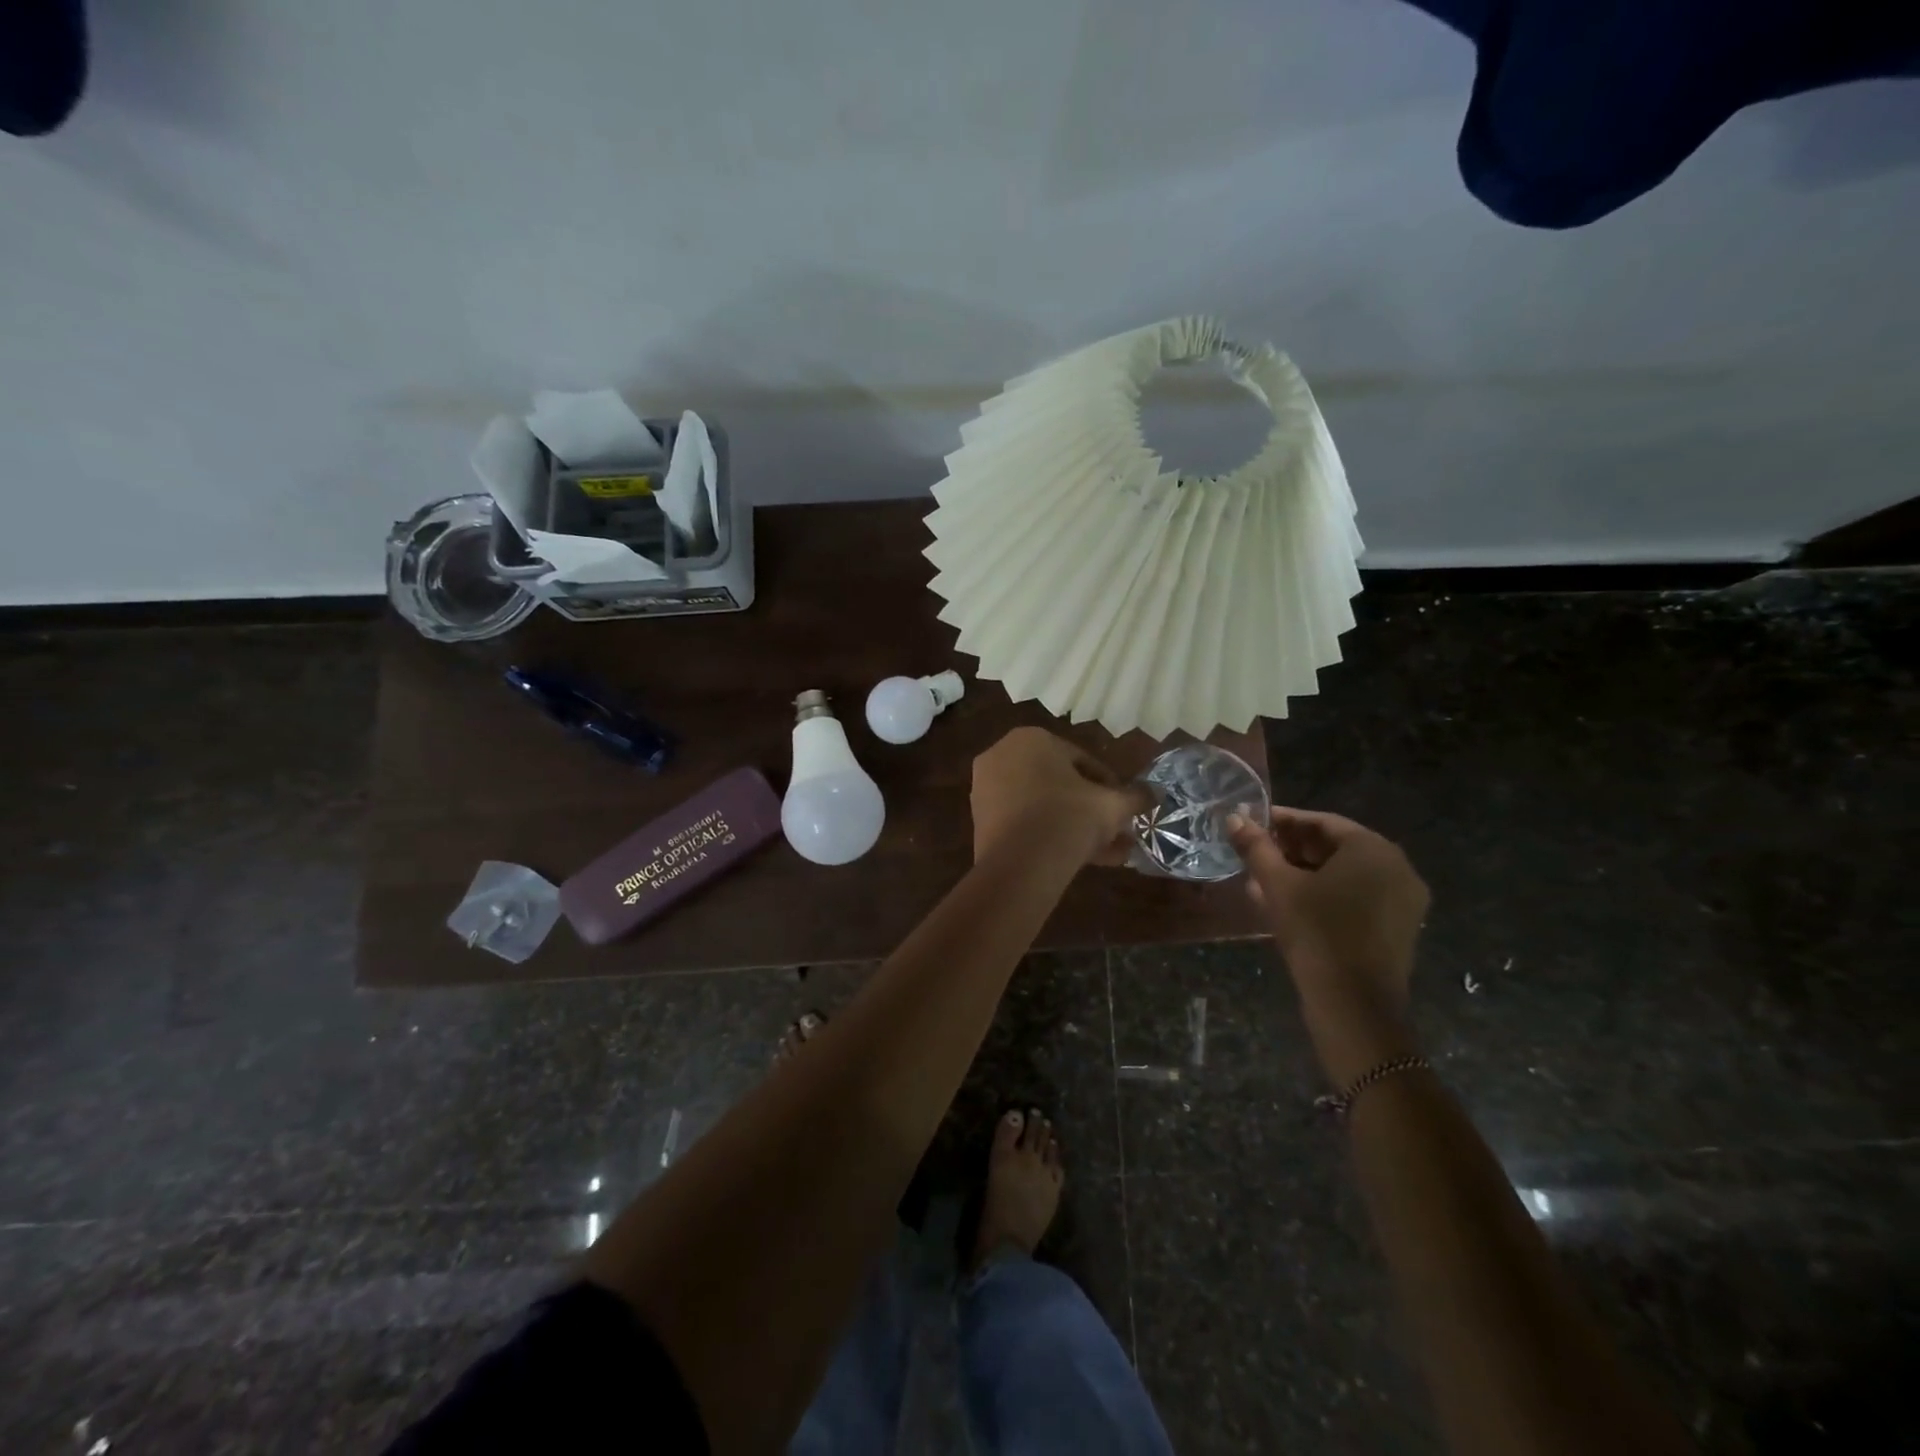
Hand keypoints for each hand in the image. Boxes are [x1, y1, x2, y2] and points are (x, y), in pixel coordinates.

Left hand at [971, 728, 1148, 866]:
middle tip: (1116, 832)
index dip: (1110, 786)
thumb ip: (1135, 797)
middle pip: (1060, 784)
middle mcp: (1003, 755)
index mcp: (1032, 738)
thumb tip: (1154, 794)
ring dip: (1075, 826)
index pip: (1082, 760)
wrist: (1020, 864)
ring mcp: (986, 787)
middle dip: (1091, 810)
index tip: (1124, 808)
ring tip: (1106, 854)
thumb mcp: (1112, 806)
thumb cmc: (1069, 818)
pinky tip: (1080, 860)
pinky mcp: (980, 819)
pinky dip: (1049, 835)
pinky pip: (1024, 822)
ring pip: (1043, 806)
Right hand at [1227, 806, 1428, 1054]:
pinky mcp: (1399, 927)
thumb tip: (1233, 817)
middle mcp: (1397, 867)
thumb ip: (1256, 847)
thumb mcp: (1278, 885)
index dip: (1283, 821)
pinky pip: (1357, 897)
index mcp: (1373, 849)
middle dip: (1292, 848)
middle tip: (1256, 853)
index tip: (1252, 825)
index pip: (1322, 822)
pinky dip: (1325, 894)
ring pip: (1346, 874)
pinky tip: (1290, 904)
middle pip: (1336, 847)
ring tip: (1265, 880)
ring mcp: (1403, 900)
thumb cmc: (1316, 933)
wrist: (1354, 1005)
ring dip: (1304, 873)